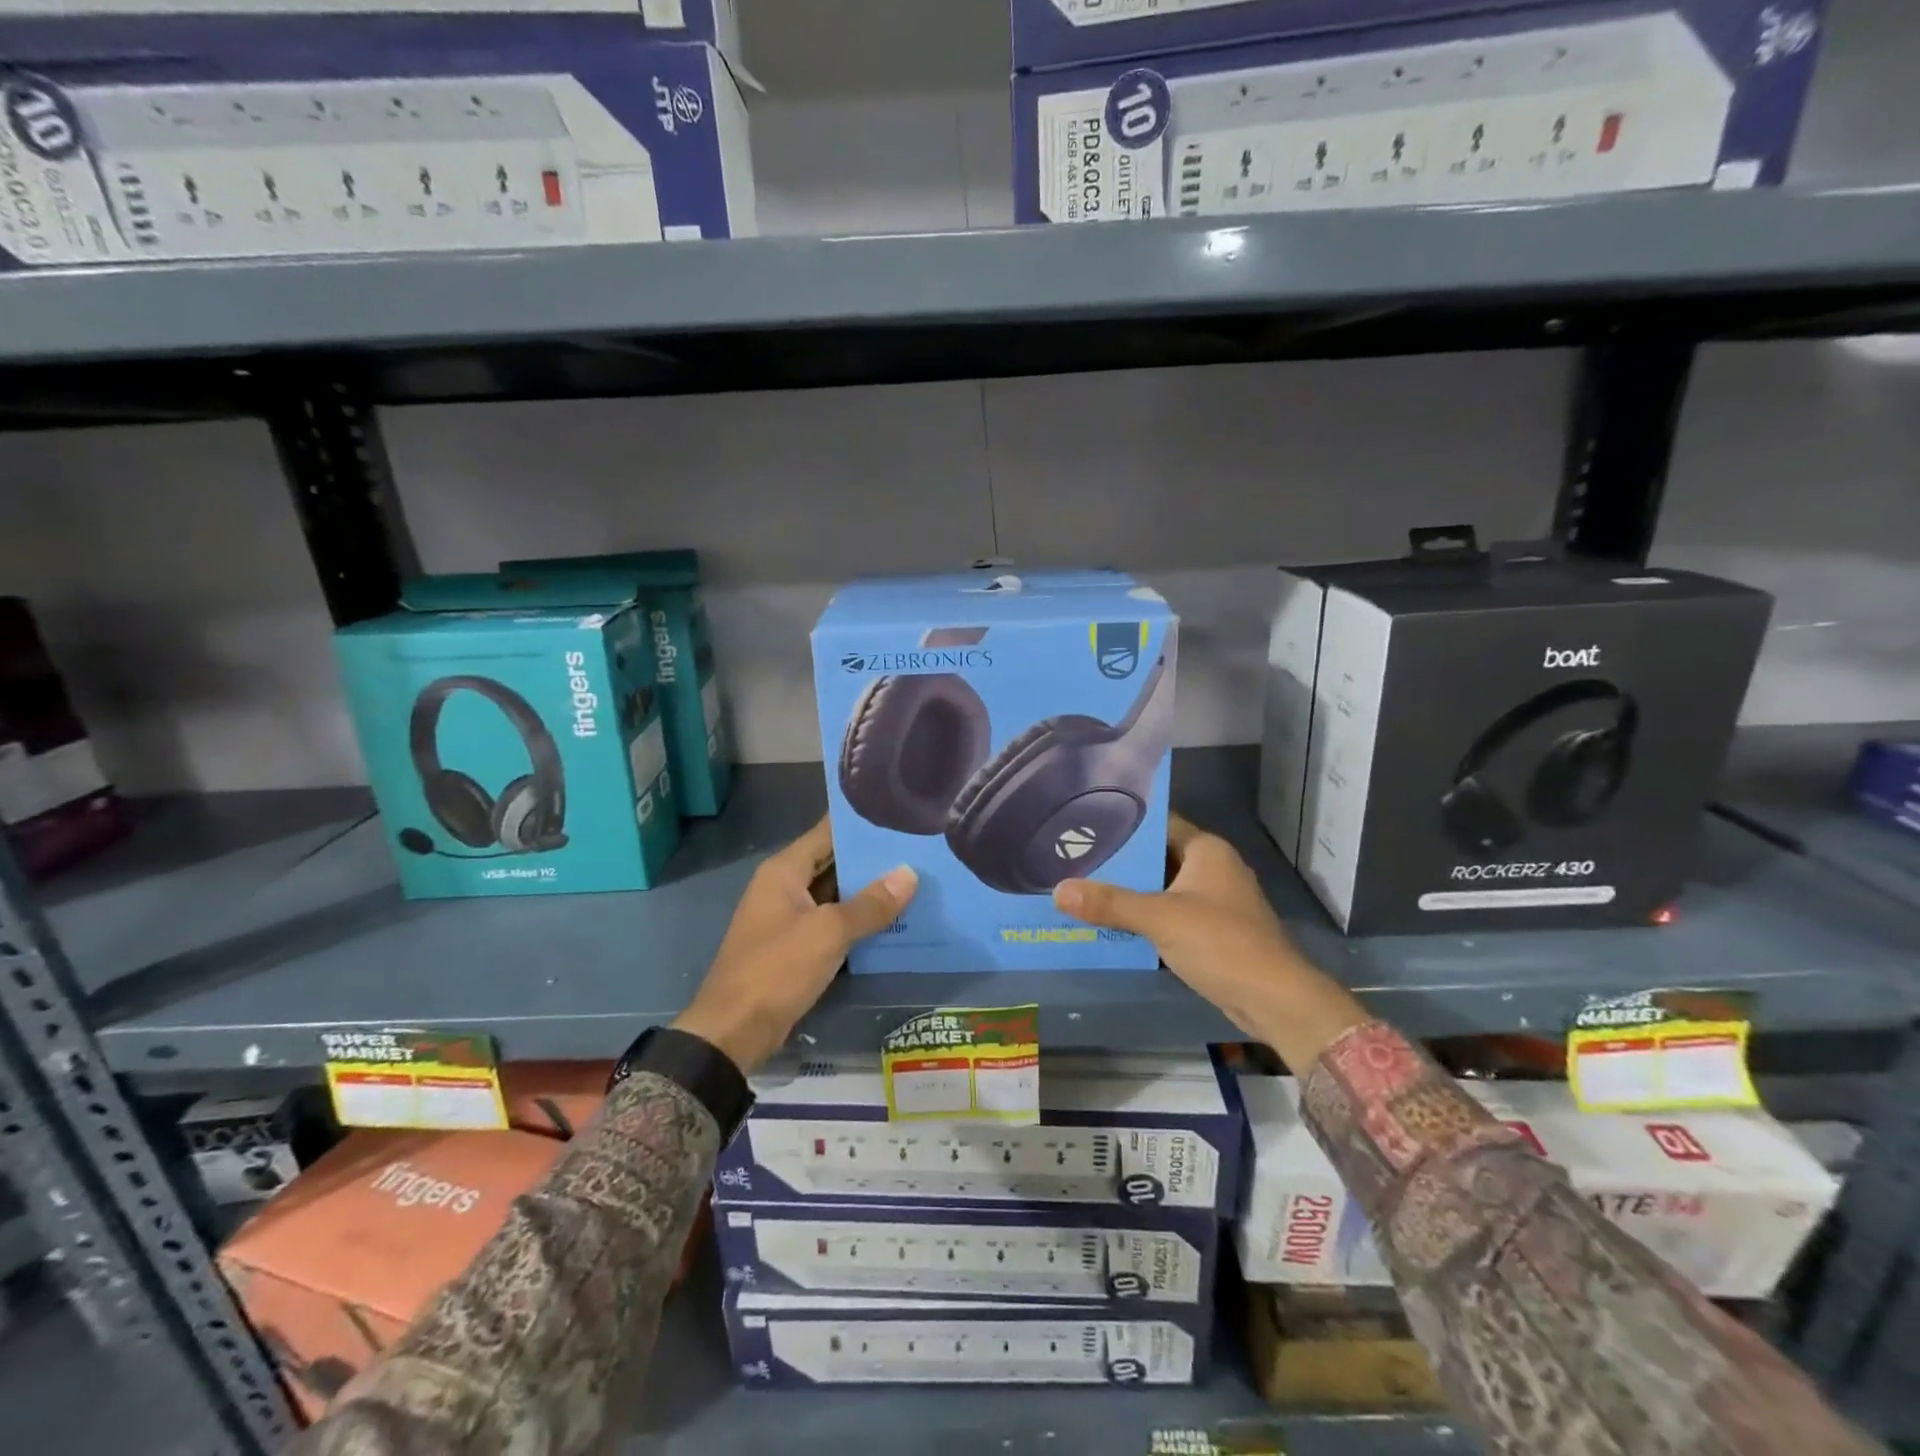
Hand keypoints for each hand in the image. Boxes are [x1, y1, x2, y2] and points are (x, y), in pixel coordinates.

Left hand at [673, 818, 915, 1073]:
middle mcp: (785, 888)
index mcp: (784, 871)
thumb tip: (909, 873)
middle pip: (834, 863)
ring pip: (836, 895)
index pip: (827, 832)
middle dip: (872, 859)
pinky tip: (896, 920)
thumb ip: (870, 904)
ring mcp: (790, 919)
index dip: (861, 824)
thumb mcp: (828, 932)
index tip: (899, 814)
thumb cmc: (776, 969)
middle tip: (919, 848)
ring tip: (916, 878)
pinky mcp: (796, 948)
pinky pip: (833, 924)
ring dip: (869, 892)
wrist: (733, 1032)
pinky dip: (859, 921)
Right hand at [1052, 814, 1367, 1070]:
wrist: (1275, 1000)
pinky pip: (1170, 914)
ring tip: (1083, 889)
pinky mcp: (1213, 931)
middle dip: (1120, 862)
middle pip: (1157, 857)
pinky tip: (1111, 923)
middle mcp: (1212, 868)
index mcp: (1206, 850)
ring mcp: (1215, 901)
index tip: (1084, 825)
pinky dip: (1144, 918)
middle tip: (1073, 860)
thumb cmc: (1221, 943)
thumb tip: (1058, 891)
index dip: (1124, 825)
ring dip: (1130, 893)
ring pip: (1162, 888)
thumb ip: (1110, 903)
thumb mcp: (1160, 918)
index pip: (1158, 824)